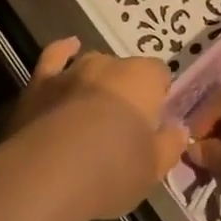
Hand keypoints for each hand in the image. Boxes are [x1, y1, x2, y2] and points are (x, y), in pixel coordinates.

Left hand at [9, 38, 188, 217]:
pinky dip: (63, 51)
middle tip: (124, 125)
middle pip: (124, 70)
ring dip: (97, 79)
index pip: (159, 73)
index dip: (158, 94)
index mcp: (142, 79)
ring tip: (96, 106)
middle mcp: (108, 64)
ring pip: (92, 64)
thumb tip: (179, 130)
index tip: (156, 119)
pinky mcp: (41, 82)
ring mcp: (72, 70)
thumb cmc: (113, 169)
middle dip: (126, 90)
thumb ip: (170, 145)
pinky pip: (55, 57)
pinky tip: (68, 48)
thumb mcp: (154, 167)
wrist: (51, 172)